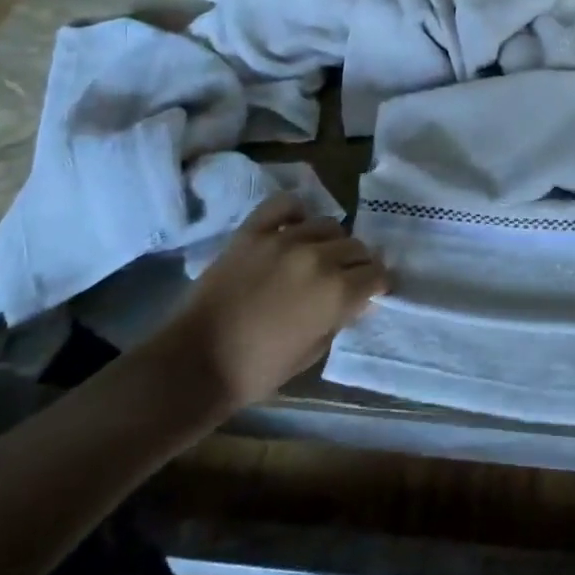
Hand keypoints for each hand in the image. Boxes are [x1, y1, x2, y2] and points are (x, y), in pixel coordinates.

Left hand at [160, 194, 387, 408]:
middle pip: (356, 247)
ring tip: (321, 254)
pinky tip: (296, 226)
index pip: (376, 274)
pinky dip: (297, 212)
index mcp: (337, 292)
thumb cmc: (260, 369)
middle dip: (358, 263)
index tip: (373, 290)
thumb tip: (357, 300)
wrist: (196, 362)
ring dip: (332, 241)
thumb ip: (340, 318)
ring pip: (328, 224)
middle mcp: (318, 257)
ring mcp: (283, 239)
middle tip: (348, 277)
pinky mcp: (253, 231)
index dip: (378, 283)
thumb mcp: (314, 352)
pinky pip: (285, 205)